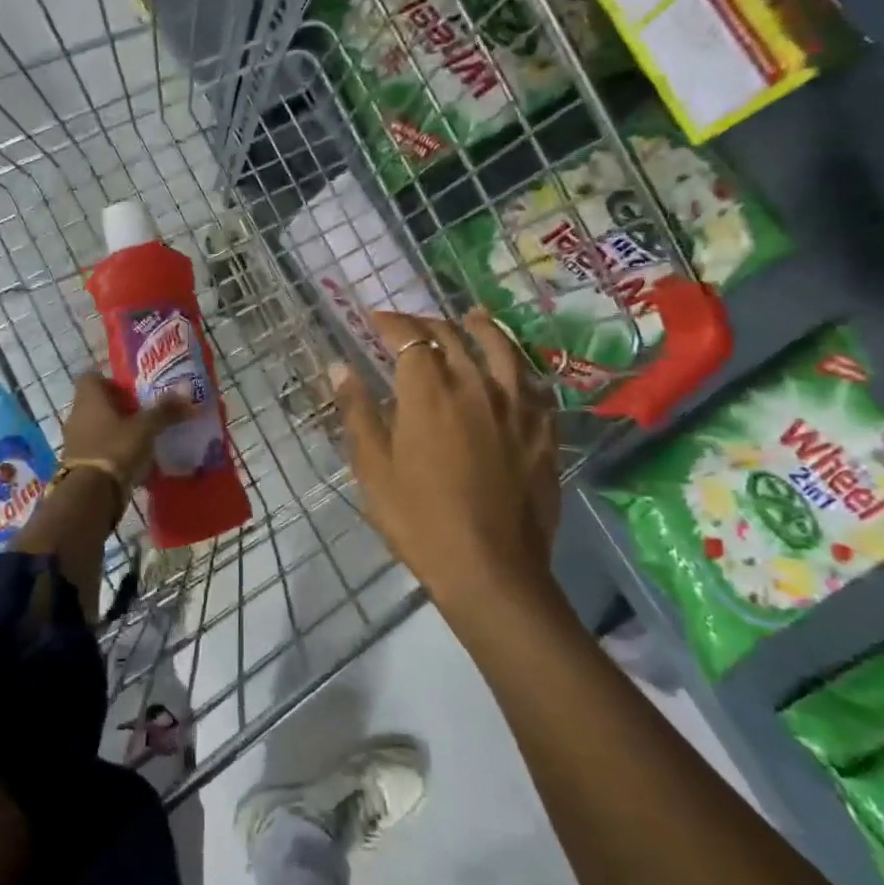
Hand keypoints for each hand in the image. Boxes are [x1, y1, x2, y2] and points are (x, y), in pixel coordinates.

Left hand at [60, 373, 194, 489]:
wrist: (91, 493)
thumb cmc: (116, 448)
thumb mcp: (146, 428)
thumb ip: (165, 410)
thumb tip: (187, 390)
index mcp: (89, 398)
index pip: (92, 377)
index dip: (111, 381)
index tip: (132, 391)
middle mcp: (77, 414)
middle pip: (96, 403)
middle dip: (118, 407)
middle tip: (143, 413)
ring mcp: (74, 440)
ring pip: (96, 426)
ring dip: (115, 430)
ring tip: (141, 437)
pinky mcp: (77, 463)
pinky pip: (96, 448)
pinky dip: (111, 450)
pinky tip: (131, 459)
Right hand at [332, 309, 561, 620]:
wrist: (490, 568)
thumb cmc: (419, 520)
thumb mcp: (374, 469)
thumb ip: (357, 412)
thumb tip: (340, 366)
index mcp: (428, 392)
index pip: (408, 338)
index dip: (390, 322)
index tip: (373, 319)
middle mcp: (475, 385)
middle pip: (452, 337)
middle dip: (426, 324)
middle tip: (410, 325)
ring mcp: (516, 405)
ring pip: (500, 348)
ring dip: (480, 327)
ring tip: (471, 316)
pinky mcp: (543, 429)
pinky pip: (531, 381)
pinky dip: (515, 364)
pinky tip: (513, 367)